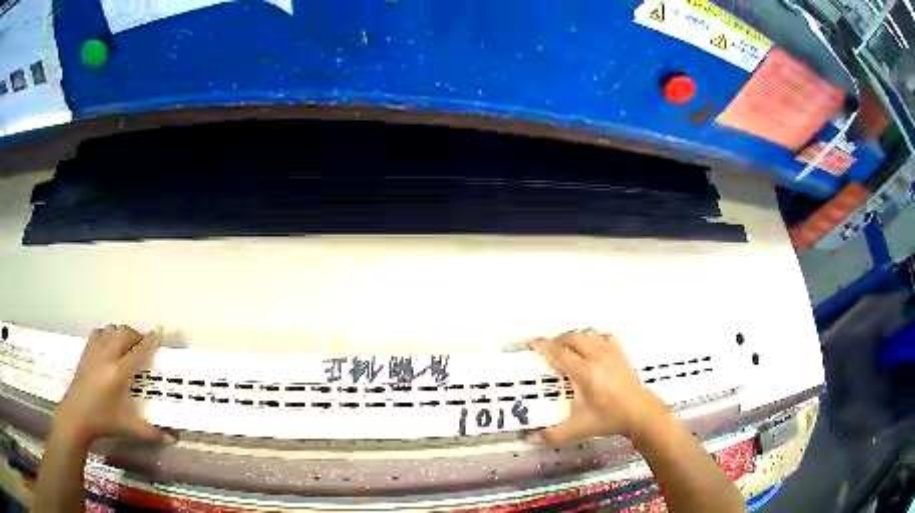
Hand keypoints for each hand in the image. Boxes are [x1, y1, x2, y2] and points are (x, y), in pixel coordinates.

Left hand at [53, 325, 173, 446]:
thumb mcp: (128, 427)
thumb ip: (151, 432)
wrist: (76, 415)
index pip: (138, 352)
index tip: (159, 332)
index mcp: (118, 373)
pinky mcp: (86, 351)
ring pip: (110, 329)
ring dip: (120, 334)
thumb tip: (172, 440)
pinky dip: (106, 335)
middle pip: (123, 333)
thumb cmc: (103, 420)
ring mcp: (94, 351)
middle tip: (142, 345)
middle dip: (135, 335)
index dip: (150, 341)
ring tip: (125, 346)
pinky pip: (98, 333)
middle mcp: (107, 356)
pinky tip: (108, 347)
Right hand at [531, 329, 663, 442]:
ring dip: (575, 338)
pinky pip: (604, 336)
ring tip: (567, 348)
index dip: (544, 346)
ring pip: (588, 334)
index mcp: (585, 373)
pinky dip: (594, 338)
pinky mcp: (621, 353)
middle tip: (548, 349)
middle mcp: (597, 357)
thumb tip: (532, 438)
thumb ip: (553, 434)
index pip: (559, 352)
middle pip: (573, 337)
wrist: (639, 413)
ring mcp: (611, 352)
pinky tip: (591, 347)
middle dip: (557, 340)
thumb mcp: (578, 429)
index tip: (533, 343)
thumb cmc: (608, 419)